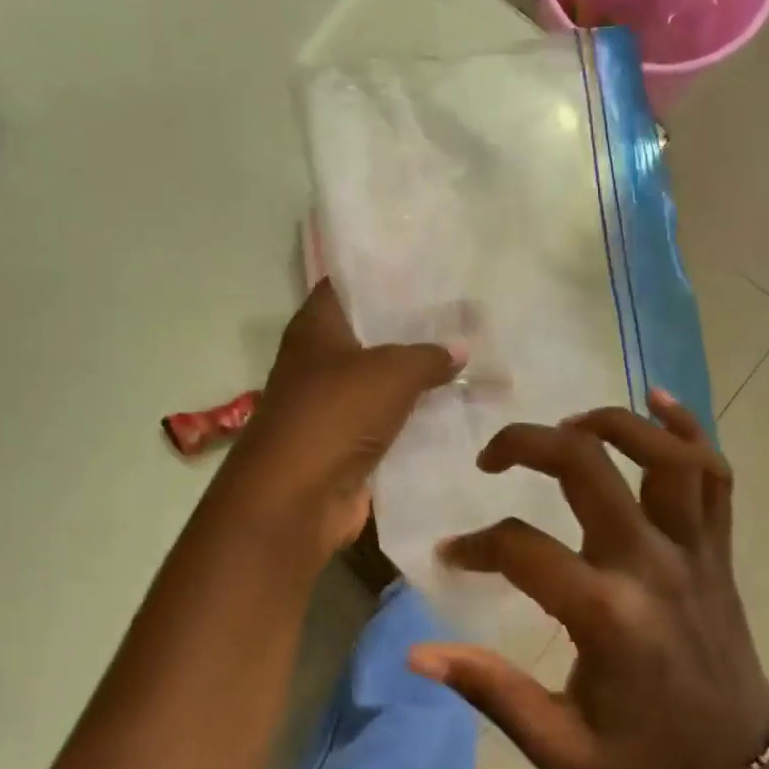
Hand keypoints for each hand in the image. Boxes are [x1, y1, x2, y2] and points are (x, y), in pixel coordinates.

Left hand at [218, 280, 461, 559]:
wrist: (297, 498)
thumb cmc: (335, 414)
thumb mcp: (391, 372)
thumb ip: (429, 355)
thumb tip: (459, 349)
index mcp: (316, 328)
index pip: (348, 285)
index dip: (384, 276)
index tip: (428, 271)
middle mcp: (320, 361)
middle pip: (371, 334)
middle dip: (414, 328)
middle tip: (463, 316)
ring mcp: (333, 405)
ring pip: (384, 381)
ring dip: (420, 377)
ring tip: (471, 359)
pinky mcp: (348, 444)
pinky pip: (390, 422)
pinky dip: (418, 418)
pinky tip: (458, 407)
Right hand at [408, 390, 768, 768]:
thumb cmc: (643, 759)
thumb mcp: (558, 747)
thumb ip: (489, 692)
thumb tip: (417, 652)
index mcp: (606, 614)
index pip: (521, 547)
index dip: (476, 545)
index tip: (453, 555)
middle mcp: (651, 564)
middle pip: (587, 466)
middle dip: (528, 442)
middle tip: (494, 457)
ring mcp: (694, 549)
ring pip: (663, 453)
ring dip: (611, 423)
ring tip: (568, 428)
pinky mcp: (719, 548)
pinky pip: (714, 472)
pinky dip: (687, 427)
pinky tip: (657, 400)